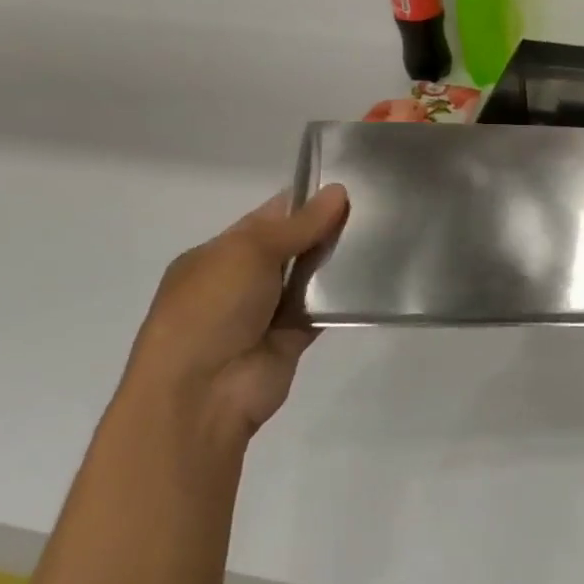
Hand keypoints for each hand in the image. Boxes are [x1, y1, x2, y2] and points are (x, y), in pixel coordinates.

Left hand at [125, 185, 348, 447]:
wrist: (201, 395)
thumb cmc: (211, 310)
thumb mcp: (250, 252)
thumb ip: (298, 225)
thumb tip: (338, 191)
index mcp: (218, 254)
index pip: (267, 218)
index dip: (303, 202)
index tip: (346, 188)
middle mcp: (240, 281)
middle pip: (292, 246)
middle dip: (325, 230)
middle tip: (374, 210)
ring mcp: (265, 312)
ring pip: (309, 277)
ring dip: (336, 263)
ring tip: (382, 237)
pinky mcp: (290, 340)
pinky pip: (321, 311)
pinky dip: (341, 299)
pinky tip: (372, 278)